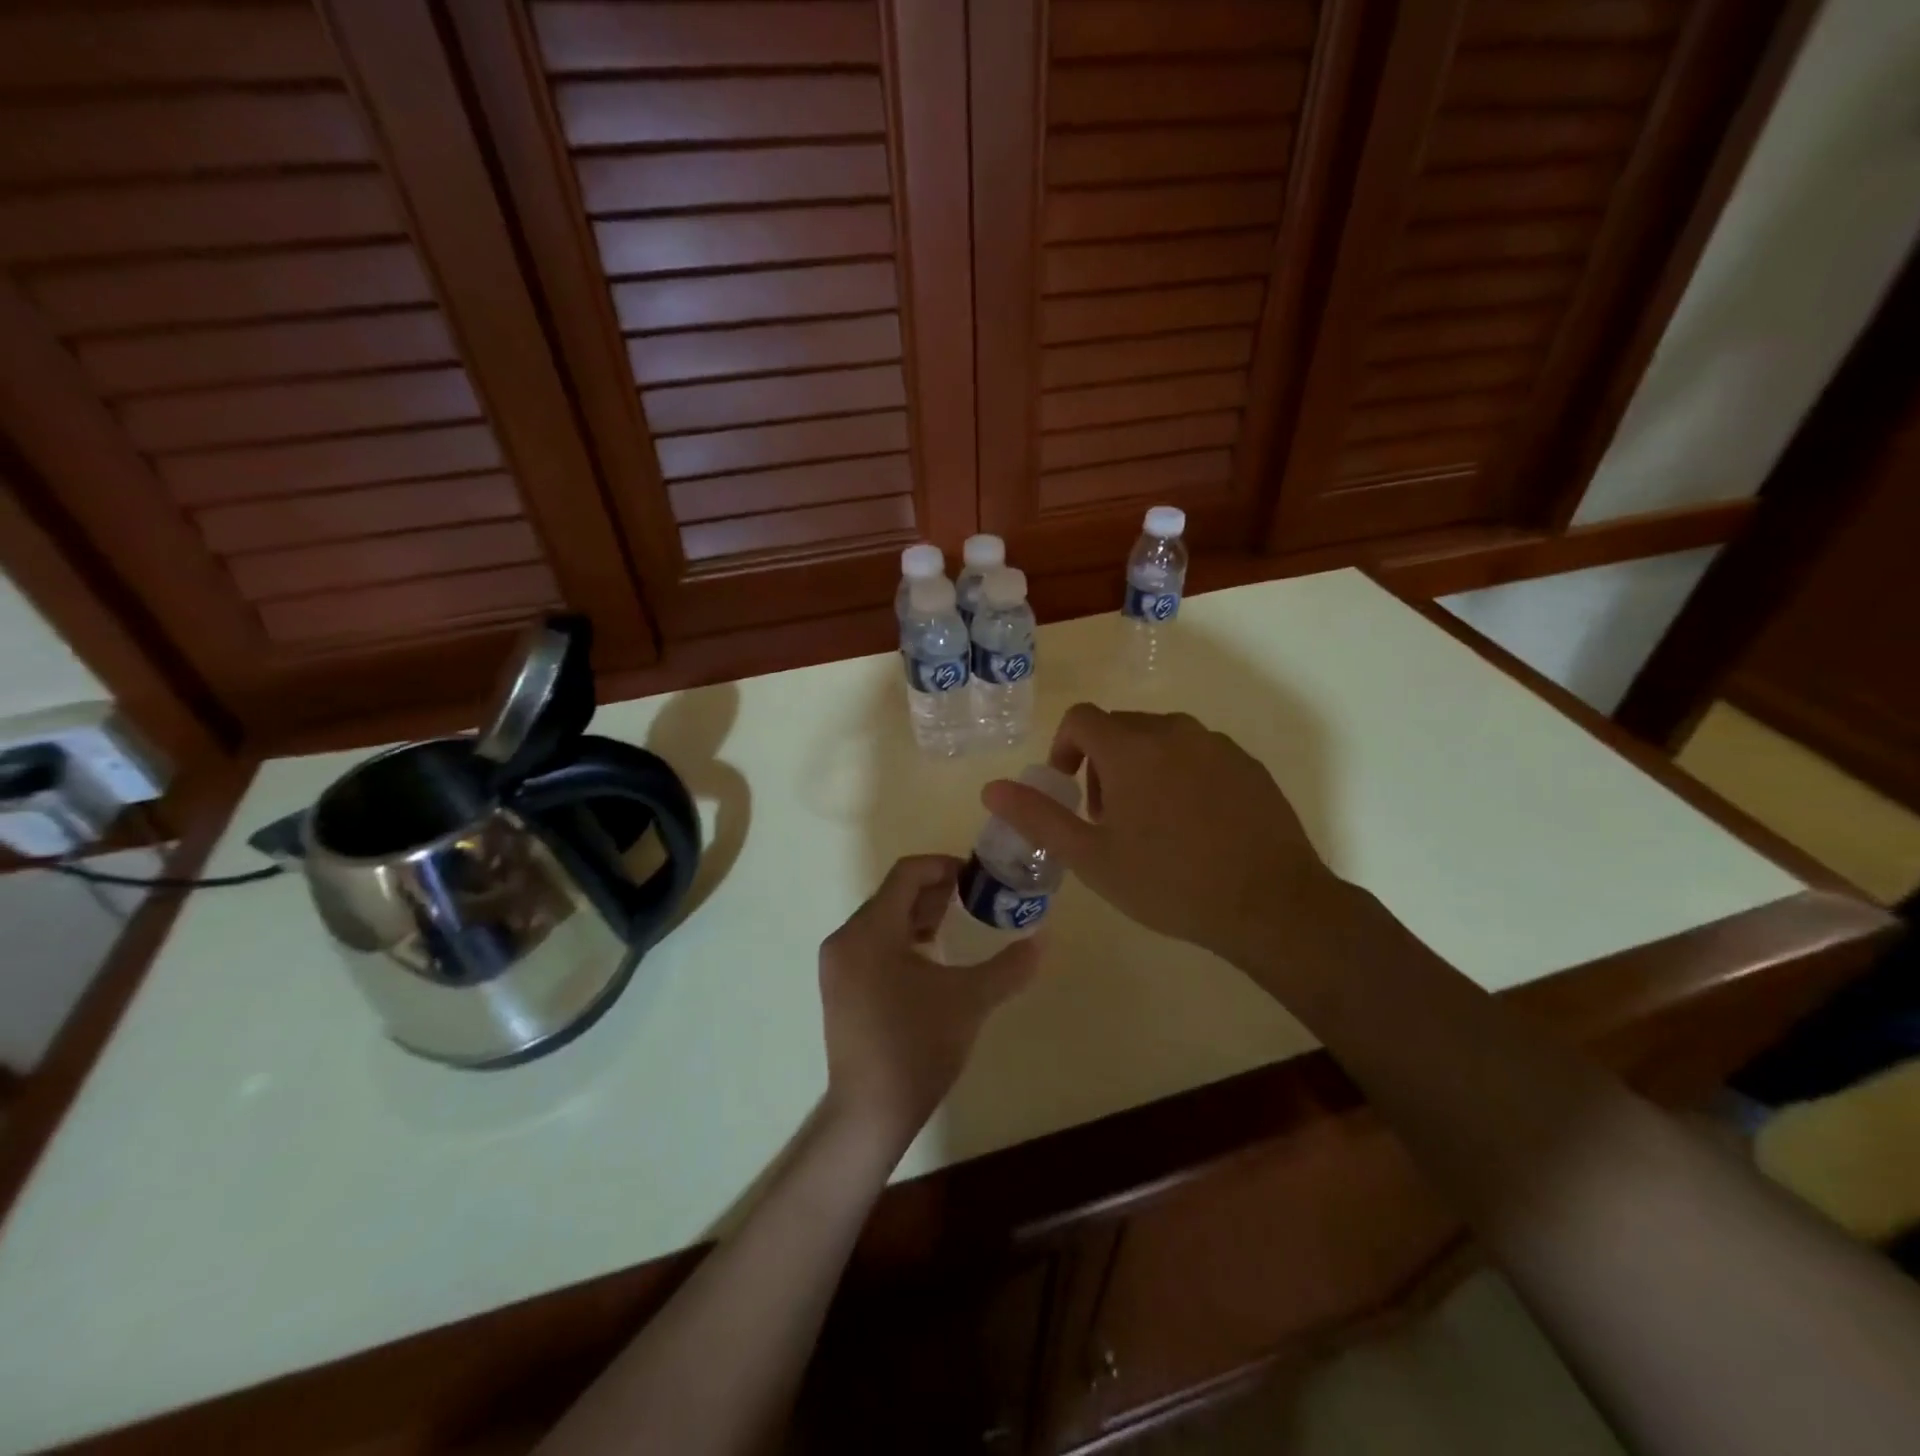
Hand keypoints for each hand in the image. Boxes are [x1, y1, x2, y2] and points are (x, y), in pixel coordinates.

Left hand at [818, 856, 1038, 1153]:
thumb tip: (1043, 939)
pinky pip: (872, 944)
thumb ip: (1008, 966)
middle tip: (973, 899)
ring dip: (919, 915)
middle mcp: (846, 939)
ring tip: (956, 924)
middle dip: (934, 891)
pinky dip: (902, 938)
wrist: (871, 1111)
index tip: (975, 877)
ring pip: (882, 920)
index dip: (942, 866)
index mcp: (870, 931)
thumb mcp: (970, 1001)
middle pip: (892, 895)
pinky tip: (931, 958)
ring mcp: (838, 965)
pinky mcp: (839, 987)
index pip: (905, 874)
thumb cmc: (918, 1046)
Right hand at [980, 705, 1338, 967]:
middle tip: (1107, 819)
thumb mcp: (1091, 857)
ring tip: (1150, 826)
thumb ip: (1038, 816)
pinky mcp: (1248, 765)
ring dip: (1141, 769)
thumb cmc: (1169, 882)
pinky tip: (1194, 827)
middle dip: (1101, 764)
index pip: (1081, 719)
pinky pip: (1198, 755)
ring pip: (1161, 740)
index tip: (1069, 789)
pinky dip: (1181, 775)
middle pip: (1120, 729)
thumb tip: (991, 788)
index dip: (1064, 748)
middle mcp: (1174, 731)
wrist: (1271, 904)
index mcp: (1131, 747)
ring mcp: (1216, 745)